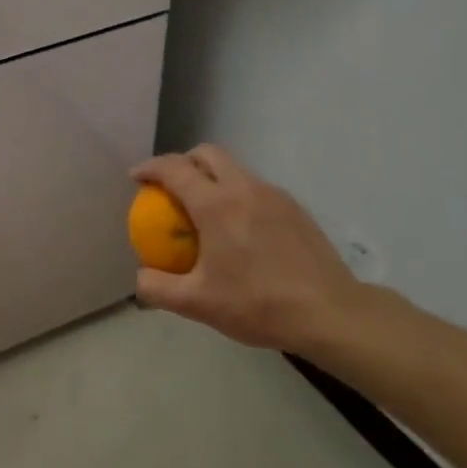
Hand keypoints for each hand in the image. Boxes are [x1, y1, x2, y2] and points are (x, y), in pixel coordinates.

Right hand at [132, 145, 368, 356]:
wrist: (330, 313)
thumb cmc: (258, 305)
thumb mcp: (197, 304)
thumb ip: (157, 288)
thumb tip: (140, 277)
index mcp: (216, 205)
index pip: (174, 169)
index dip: (150, 168)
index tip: (136, 178)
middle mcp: (244, 189)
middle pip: (207, 154)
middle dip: (182, 161)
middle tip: (170, 187)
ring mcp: (274, 195)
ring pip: (234, 169)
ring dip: (211, 177)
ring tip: (203, 209)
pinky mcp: (295, 208)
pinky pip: (256, 188)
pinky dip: (237, 194)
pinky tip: (239, 229)